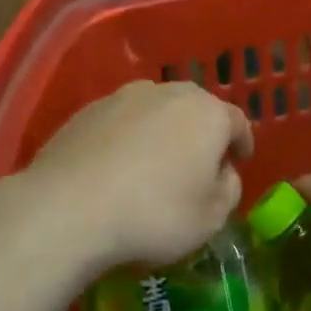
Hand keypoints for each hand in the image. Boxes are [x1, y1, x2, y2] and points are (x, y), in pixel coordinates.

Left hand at [23, 81, 252, 272]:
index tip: (240, 160)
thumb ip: (228, 189)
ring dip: (162, 132)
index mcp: (207, 113)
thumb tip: (221, 172)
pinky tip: (119, 166)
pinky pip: (121, 123)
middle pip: (194, 109)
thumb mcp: (211, 217)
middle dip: (201, 132)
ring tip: (156, 163)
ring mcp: (122, 97)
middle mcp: (167, 93)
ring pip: (155, 111)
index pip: (236, 122)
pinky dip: (128, 138)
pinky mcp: (86, 111)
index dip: (241, 142)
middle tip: (199, 162)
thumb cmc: (155, 214)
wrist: (69, 208)